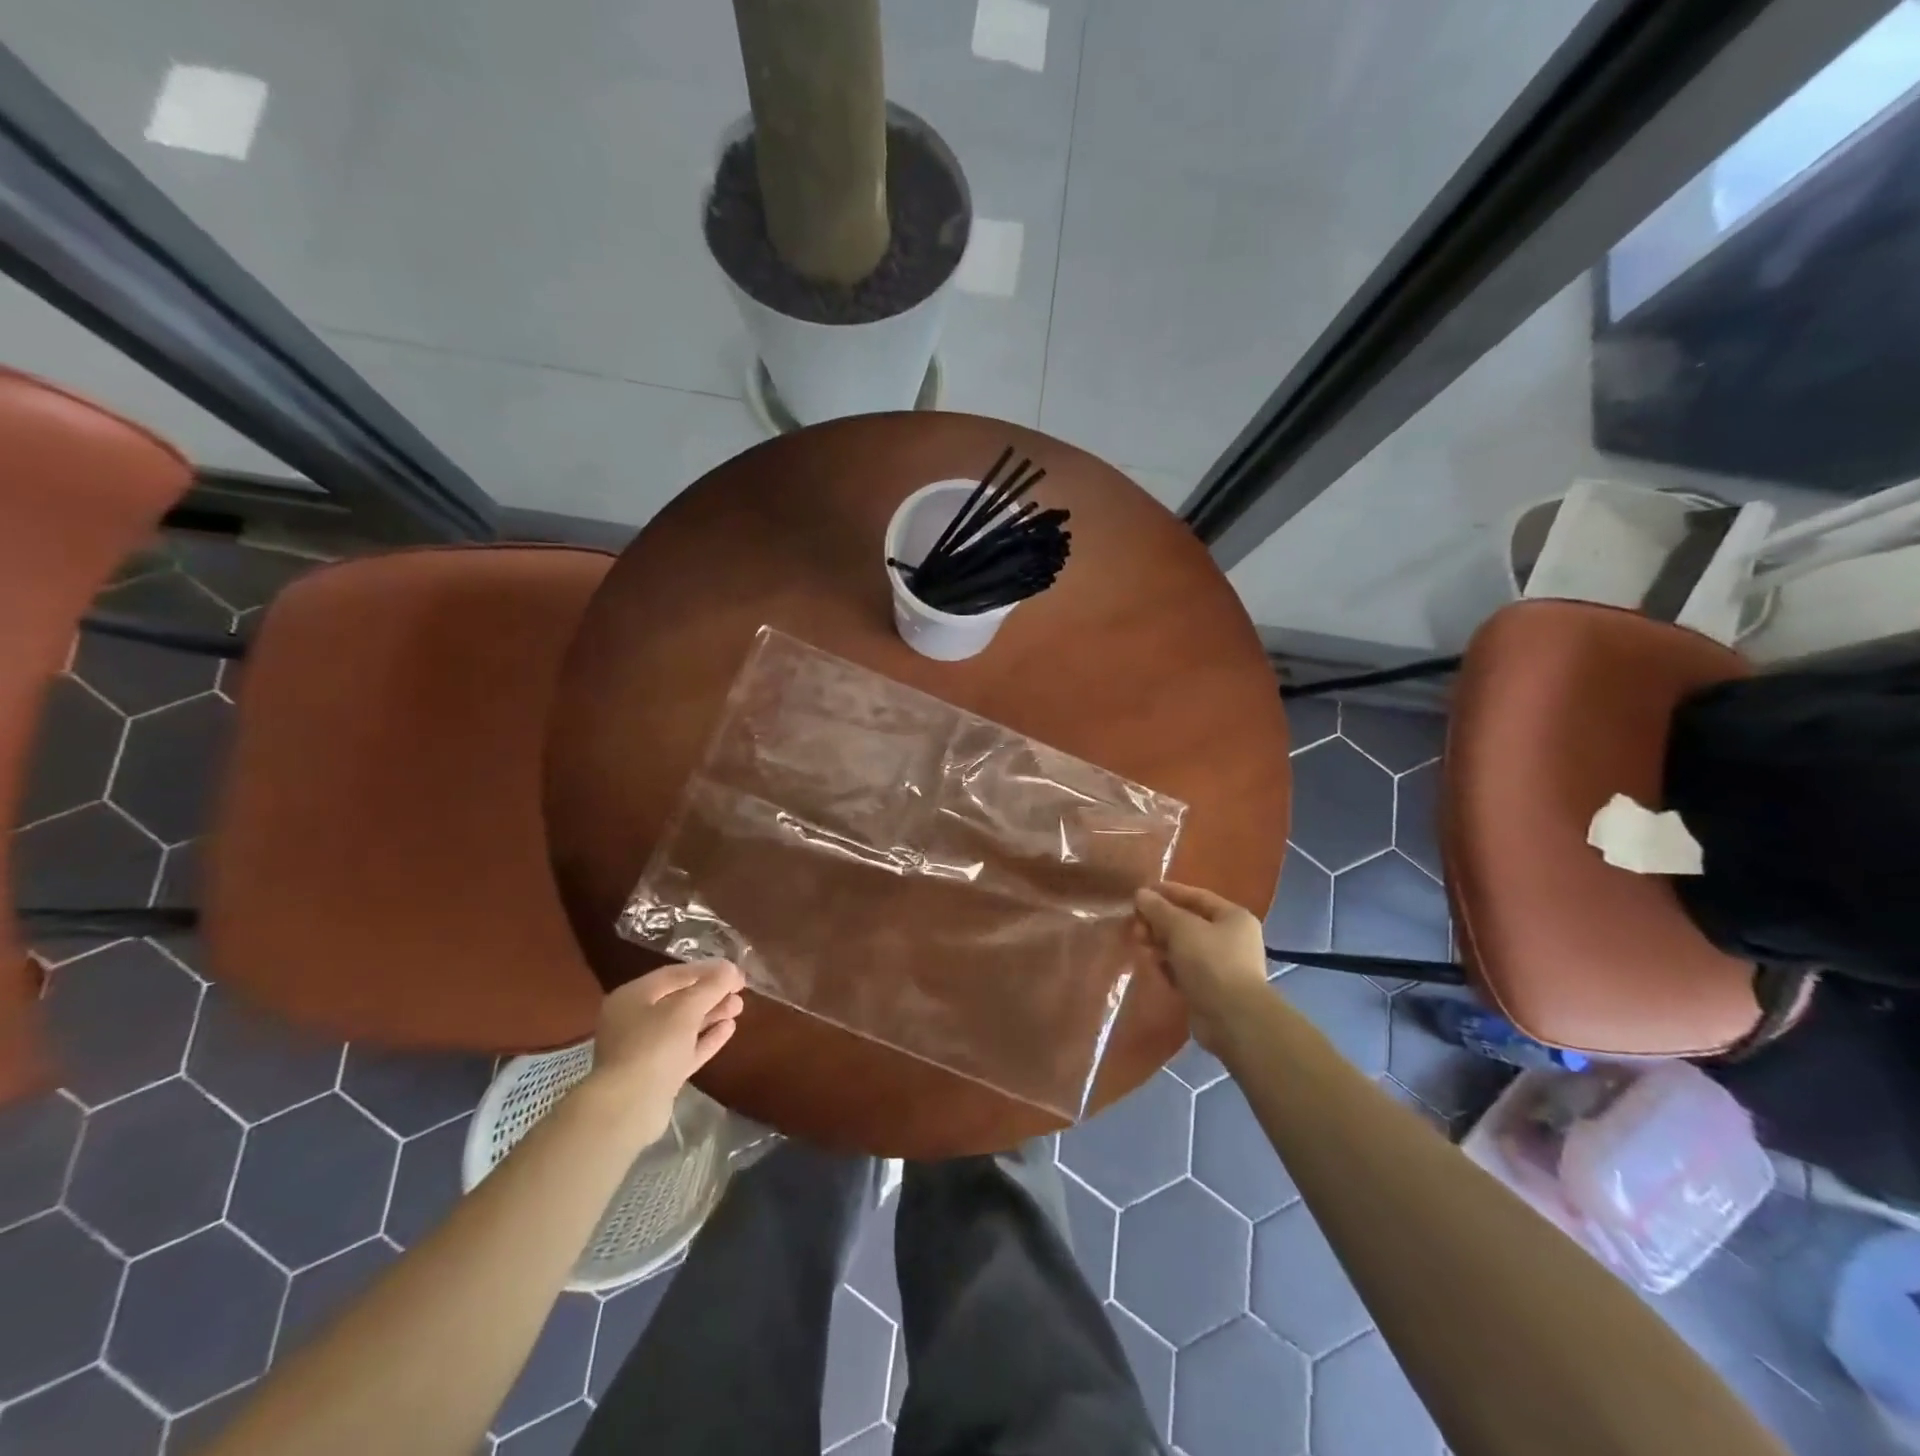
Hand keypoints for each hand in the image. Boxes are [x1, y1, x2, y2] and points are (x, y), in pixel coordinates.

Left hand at [582, 960, 745, 1143]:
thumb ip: (711, 985)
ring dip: (712, 1014)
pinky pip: (685, 1049)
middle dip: (711, 993)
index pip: (674, 975)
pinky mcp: (657, 1075)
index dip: (707, 970)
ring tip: (739, 1007)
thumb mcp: (686, 1008)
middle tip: (740, 990)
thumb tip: (731, 968)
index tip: (735, 971)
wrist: (628, 1108)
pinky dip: (706, 1038)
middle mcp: (634, 1020)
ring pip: (683, 1026)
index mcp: (632, 997)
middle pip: (678, 1000)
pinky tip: (729, 1028)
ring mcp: (644, 1050)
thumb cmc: (653, 1046)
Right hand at [1134, 883, 1270, 1055]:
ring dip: (1160, 944)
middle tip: (1135, 925)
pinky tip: (1153, 966)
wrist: (1232, 1018)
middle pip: (1188, 922)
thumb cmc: (1210, 962)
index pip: (1196, 896)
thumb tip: (1141, 894)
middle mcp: (1231, 938)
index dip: (1168, 892)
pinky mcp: (1211, 988)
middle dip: (1159, 922)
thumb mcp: (1181, 928)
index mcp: (1233, 917)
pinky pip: (1184, 969)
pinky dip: (1168, 966)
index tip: (1140, 893)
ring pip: (1184, 947)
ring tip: (1140, 945)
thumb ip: (1159, 909)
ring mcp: (1222, 965)